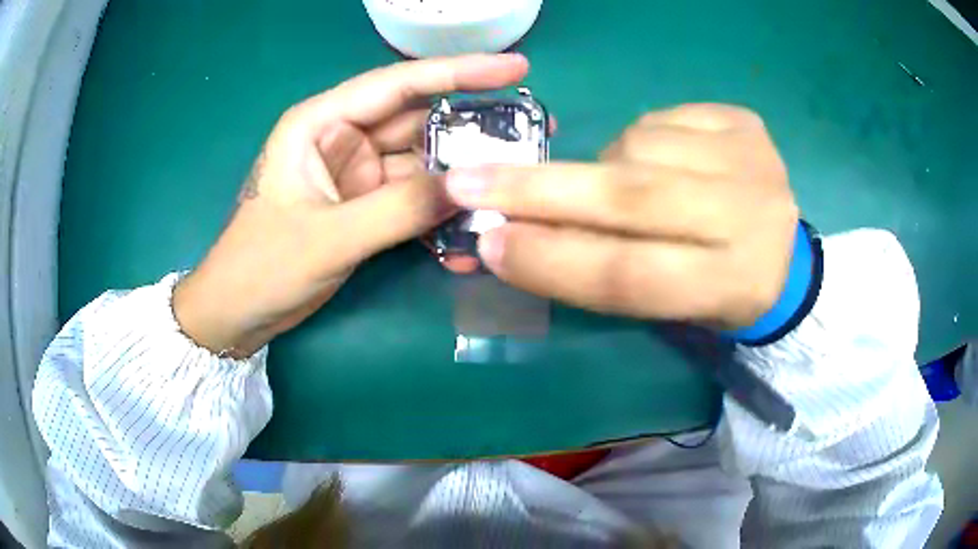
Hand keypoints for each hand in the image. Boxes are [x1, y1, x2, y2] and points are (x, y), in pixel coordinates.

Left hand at [173, 54, 529, 356]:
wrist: (237, 313)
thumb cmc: (261, 266)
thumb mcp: (328, 237)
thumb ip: (398, 210)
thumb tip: (471, 188)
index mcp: (320, 123)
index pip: (398, 85)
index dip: (459, 72)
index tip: (515, 67)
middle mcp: (342, 138)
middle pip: (419, 121)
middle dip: (473, 126)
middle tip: (532, 130)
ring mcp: (356, 173)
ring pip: (421, 161)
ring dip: (463, 173)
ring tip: (517, 178)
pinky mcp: (364, 205)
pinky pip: (413, 197)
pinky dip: (440, 209)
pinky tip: (473, 221)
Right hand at [445, 104, 798, 327]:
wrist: (785, 254)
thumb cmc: (719, 293)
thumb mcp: (669, 305)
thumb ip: (603, 271)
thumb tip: (515, 233)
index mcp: (732, 285)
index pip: (629, 274)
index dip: (552, 260)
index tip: (487, 244)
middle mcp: (748, 216)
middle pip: (631, 197)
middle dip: (540, 190)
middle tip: (469, 181)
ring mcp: (751, 158)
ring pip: (637, 146)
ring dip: (604, 165)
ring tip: (618, 184)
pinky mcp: (745, 123)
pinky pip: (661, 118)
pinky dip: (639, 139)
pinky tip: (657, 159)